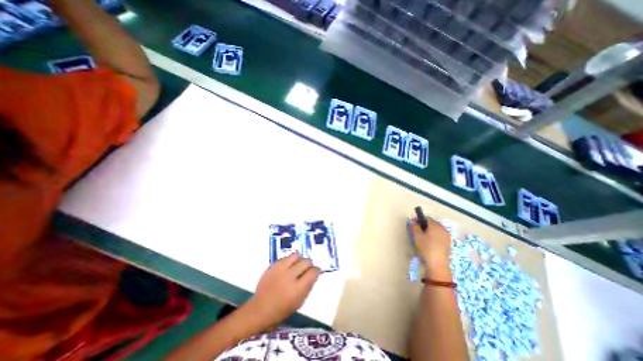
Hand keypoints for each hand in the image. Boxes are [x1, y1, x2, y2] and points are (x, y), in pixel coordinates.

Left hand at [245, 254, 318, 326]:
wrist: (260, 309)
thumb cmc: (282, 310)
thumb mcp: (300, 302)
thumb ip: (308, 286)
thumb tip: (313, 274)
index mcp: (298, 289)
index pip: (313, 272)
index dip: (316, 271)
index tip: (315, 272)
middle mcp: (290, 276)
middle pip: (306, 262)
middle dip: (309, 265)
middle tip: (307, 269)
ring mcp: (280, 269)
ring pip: (296, 255)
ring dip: (299, 260)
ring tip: (297, 266)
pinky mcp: (273, 265)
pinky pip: (286, 257)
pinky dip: (290, 261)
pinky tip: (288, 267)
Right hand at [412, 219, 450, 280]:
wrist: (437, 264)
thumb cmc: (426, 248)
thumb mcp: (417, 236)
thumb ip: (414, 226)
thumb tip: (413, 221)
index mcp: (435, 225)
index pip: (426, 218)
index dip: (419, 219)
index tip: (413, 224)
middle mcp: (443, 228)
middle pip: (432, 223)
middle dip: (424, 225)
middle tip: (417, 231)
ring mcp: (447, 236)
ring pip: (436, 230)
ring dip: (429, 231)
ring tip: (423, 238)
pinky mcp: (448, 243)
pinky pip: (439, 235)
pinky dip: (434, 236)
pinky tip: (429, 243)